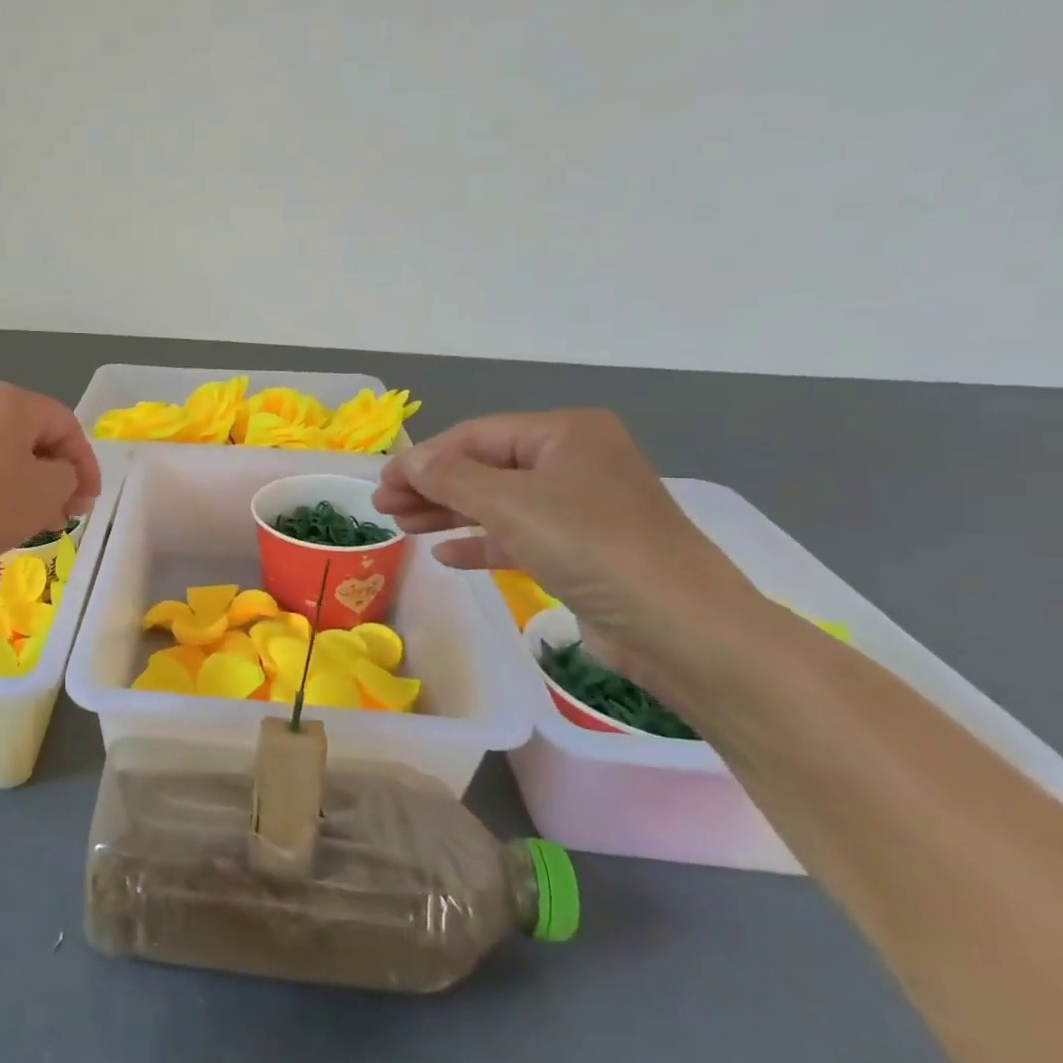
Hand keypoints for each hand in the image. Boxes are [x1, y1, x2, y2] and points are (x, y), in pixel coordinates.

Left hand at [0, 383, 101, 579]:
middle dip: (57, 474)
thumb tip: (57, 475)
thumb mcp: (48, 491)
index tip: (90, 502)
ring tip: (38, 520)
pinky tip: (2, 517)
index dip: (86, 464)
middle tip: (67, 512)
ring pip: (5, 451)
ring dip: (30, 482)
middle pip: (33, 434)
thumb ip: (68, 475)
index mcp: (11, 399)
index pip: (65, 424)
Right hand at [372, 409, 758, 682]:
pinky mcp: (582, 551)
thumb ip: (450, 478)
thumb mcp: (510, 503)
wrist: (680, 628)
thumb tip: (407, 462)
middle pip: (485, 468)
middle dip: (431, 487)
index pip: (476, 436)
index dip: (424, 458)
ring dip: (448, 514)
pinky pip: (518, 537)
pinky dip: (481, 543)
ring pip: (498, 503)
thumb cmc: (591, 545)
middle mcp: (574, 462)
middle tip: (383, 508)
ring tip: (402, 527)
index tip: (381, 484)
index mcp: (565, 434)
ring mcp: (580, 508)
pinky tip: (446, 555)